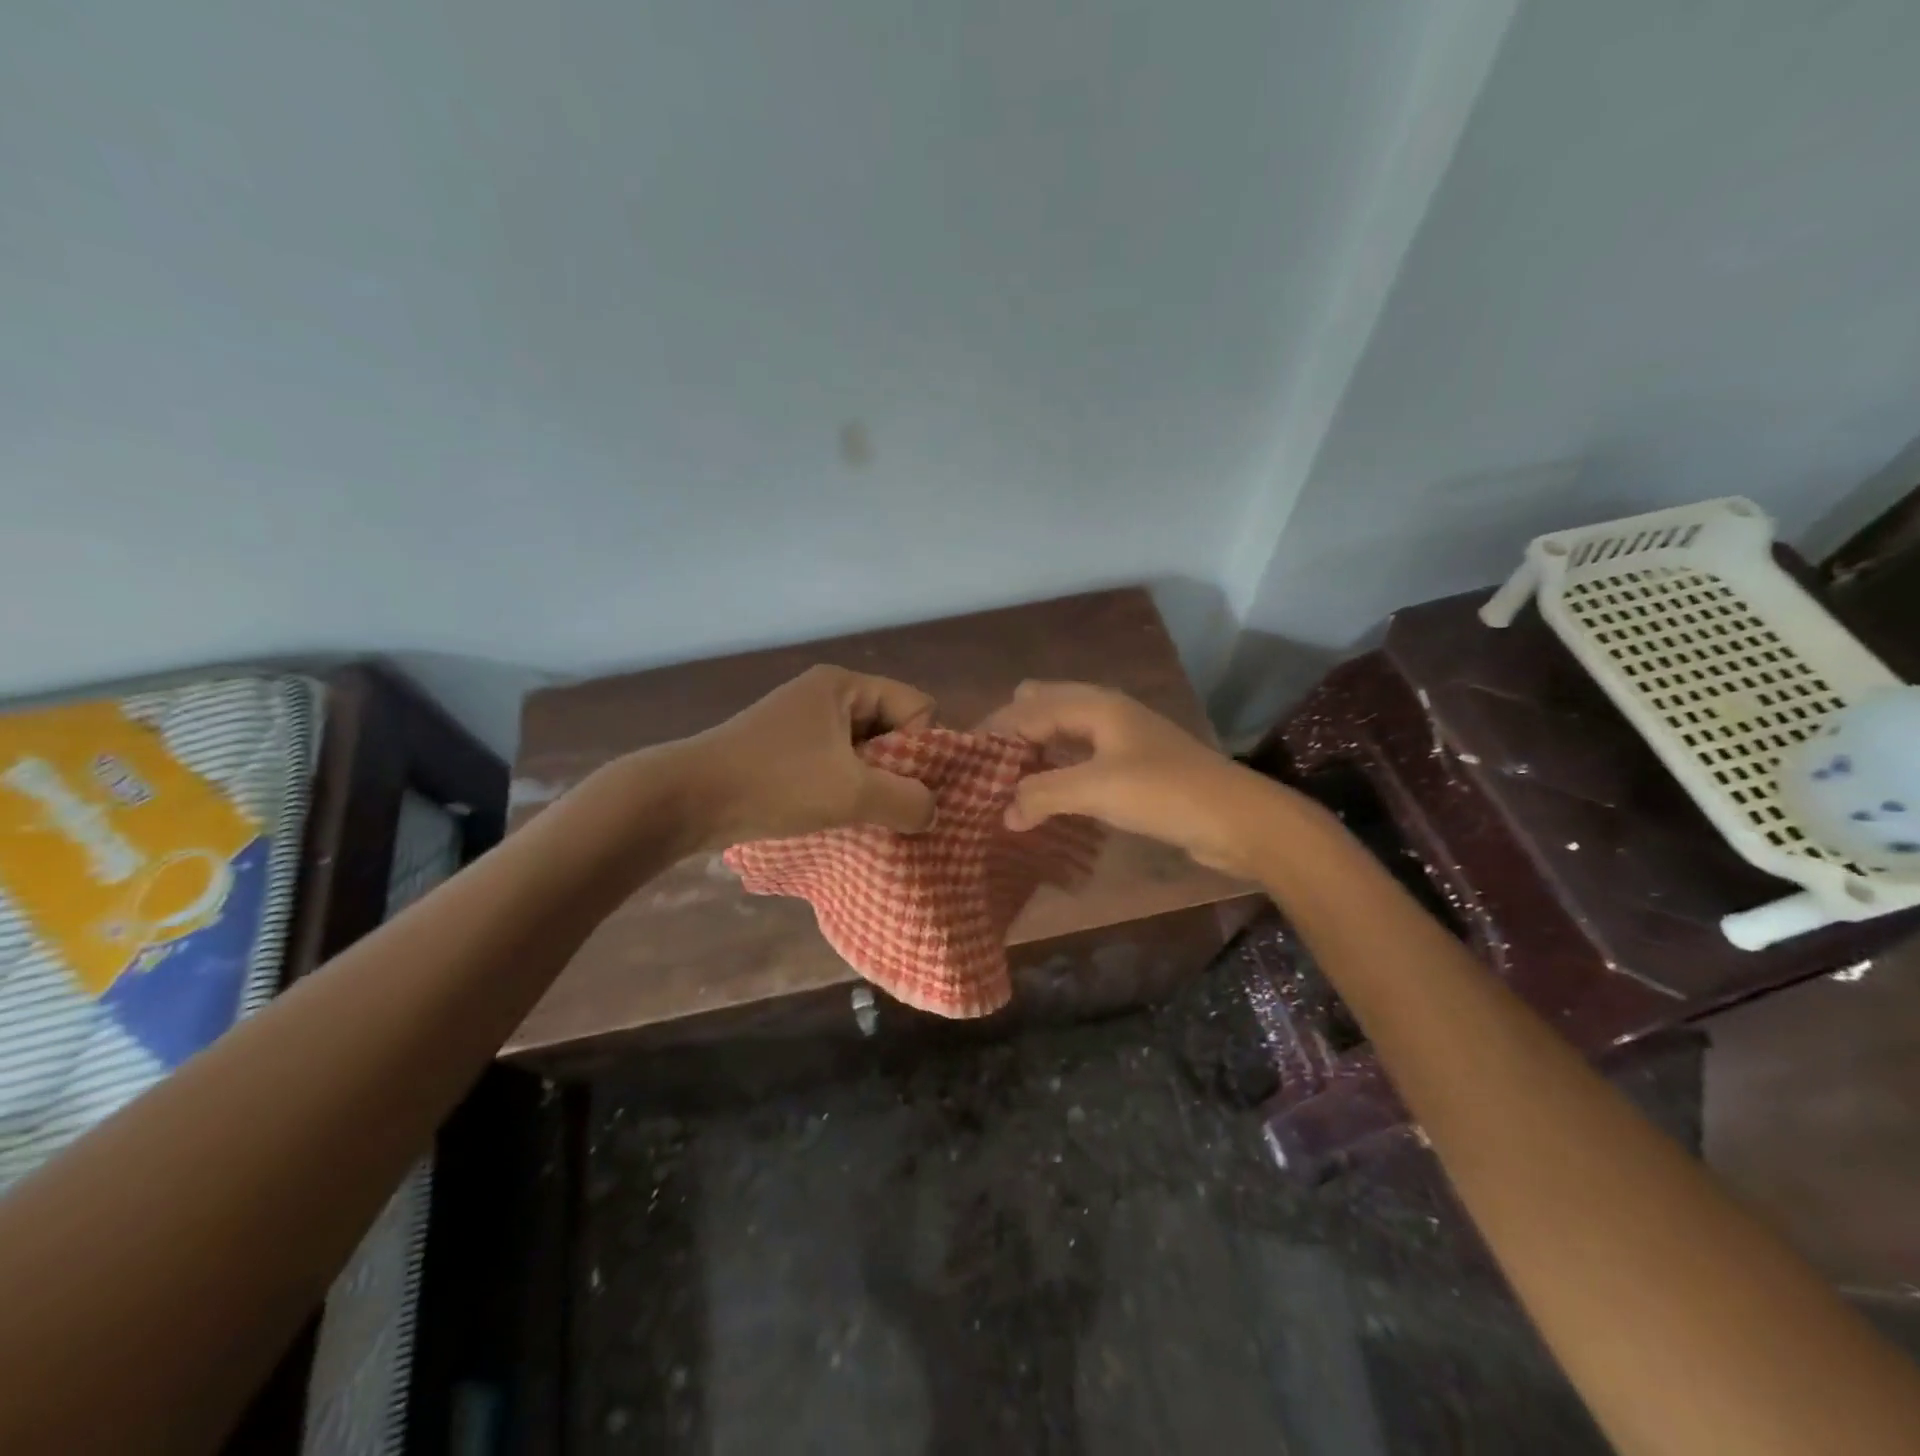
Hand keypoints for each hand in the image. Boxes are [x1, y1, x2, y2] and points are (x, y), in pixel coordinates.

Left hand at [683, 665, 939, 846]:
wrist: (685, 800)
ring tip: (863, 816)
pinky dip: (844, 790)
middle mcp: (826, 696)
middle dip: (898, 769)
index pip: (916, 706)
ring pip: (864, 751)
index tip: (906, 785)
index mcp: (844, 686)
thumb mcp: (851, 793)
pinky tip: (838, 817)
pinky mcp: (785, 751)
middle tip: (887, 806)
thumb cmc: (774, 784)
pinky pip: (836, 765)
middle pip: (891, 727)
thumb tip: (932, 810)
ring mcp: (802, 723)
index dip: (922, 746)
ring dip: (871, 785)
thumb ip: (906, 800)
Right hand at [982, 681, 1306, 875]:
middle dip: (1012, 732)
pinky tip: (1045, 797)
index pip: (1027, 708)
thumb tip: (1002, 812)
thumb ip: (1042, 794)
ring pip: (1062, 733)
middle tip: (984, 768)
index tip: (961, 758)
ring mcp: (1120, 739)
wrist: (1236, 819)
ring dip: (1034, 752)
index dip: (994, 731)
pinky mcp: (1132, 767)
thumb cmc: (1164, 793)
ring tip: (1003, 783)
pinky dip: (1057, 770)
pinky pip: (1080, 759)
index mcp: (1094, 705)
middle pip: (1043, 707)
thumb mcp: (1095, 789)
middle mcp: (1104, 712)